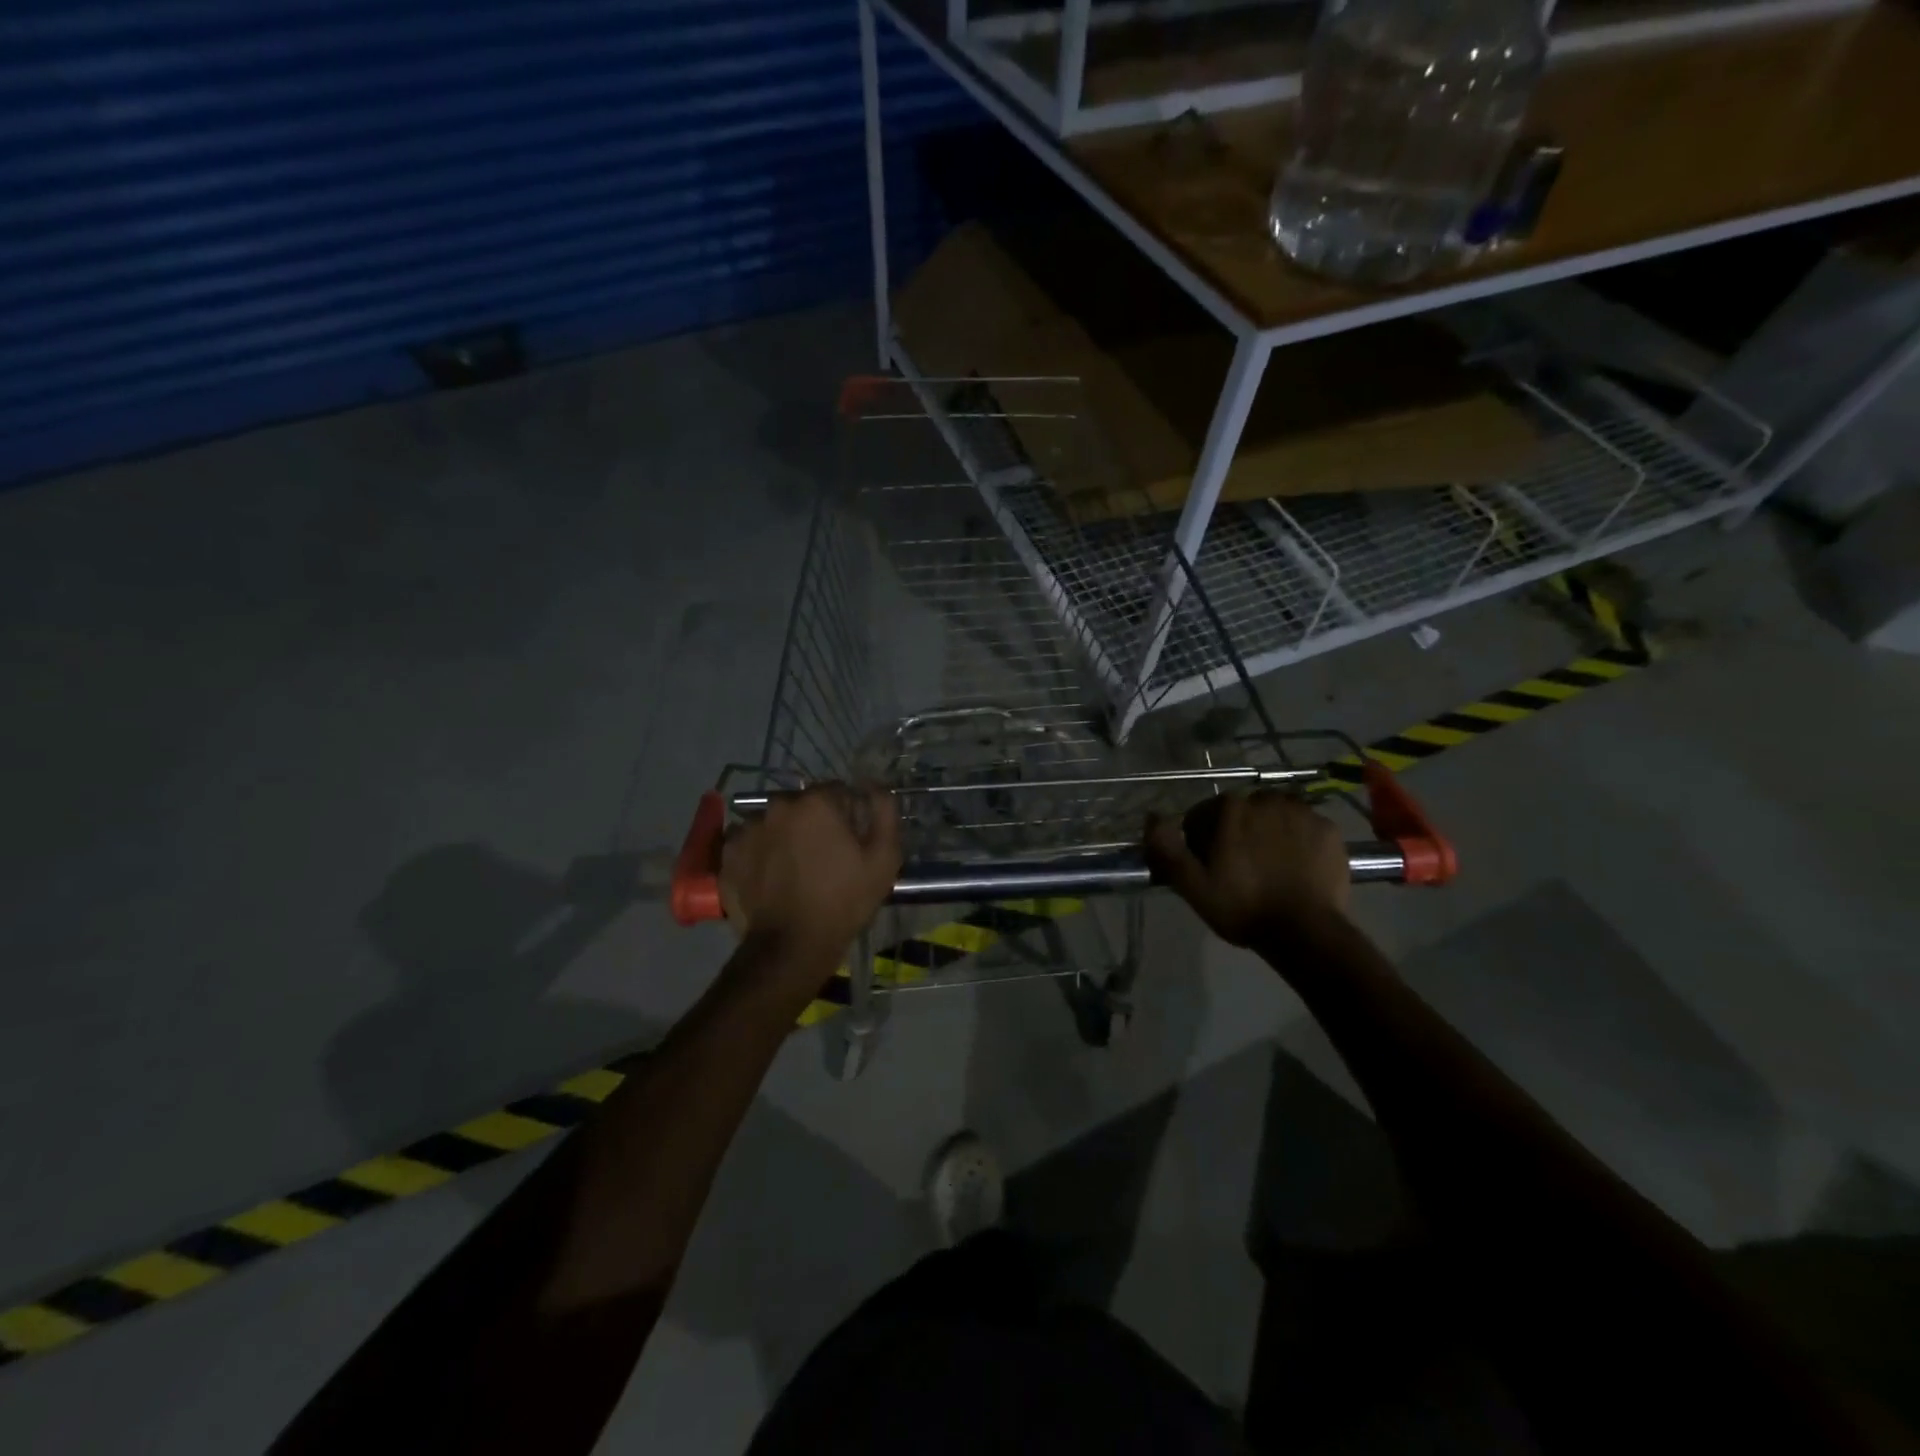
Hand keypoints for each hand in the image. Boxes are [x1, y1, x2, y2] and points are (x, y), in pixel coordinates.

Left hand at [720, 783, 899, 967]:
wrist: (792, 946)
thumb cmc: (844, 900)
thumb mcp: (884, 857)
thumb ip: (884, 811)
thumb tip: (874, 786)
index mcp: (816, 802)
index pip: (837, 792)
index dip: (848, 814)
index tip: (851, 841)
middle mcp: (777, 805)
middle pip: (802, 805)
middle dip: (814, 822)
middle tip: (823, 856)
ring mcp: (748, 828)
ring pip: (774, 822)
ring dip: (785, 835)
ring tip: (794, 869)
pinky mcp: (728, 853)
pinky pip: (750, 842)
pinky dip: (760, 852)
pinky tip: (771, 877)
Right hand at [1145, 792, 1349, 946]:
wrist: (1306, 932)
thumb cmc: (1243, 907)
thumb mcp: (1192, 885)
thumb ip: (1167, 848)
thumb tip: (1153, 817)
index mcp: (1231, 809)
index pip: (1205, 814)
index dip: (1202, 839)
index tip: (1208, 865)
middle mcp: (1267, 800)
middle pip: (1243, 812)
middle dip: (1238, 832)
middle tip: (1241, 868)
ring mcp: (1303, 813)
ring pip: (1277, 816)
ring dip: (1270, 832)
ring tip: (1271, 866)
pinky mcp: (1330, 830)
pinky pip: (1307, 828)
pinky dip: (1300, 841)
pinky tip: (1298, 867)